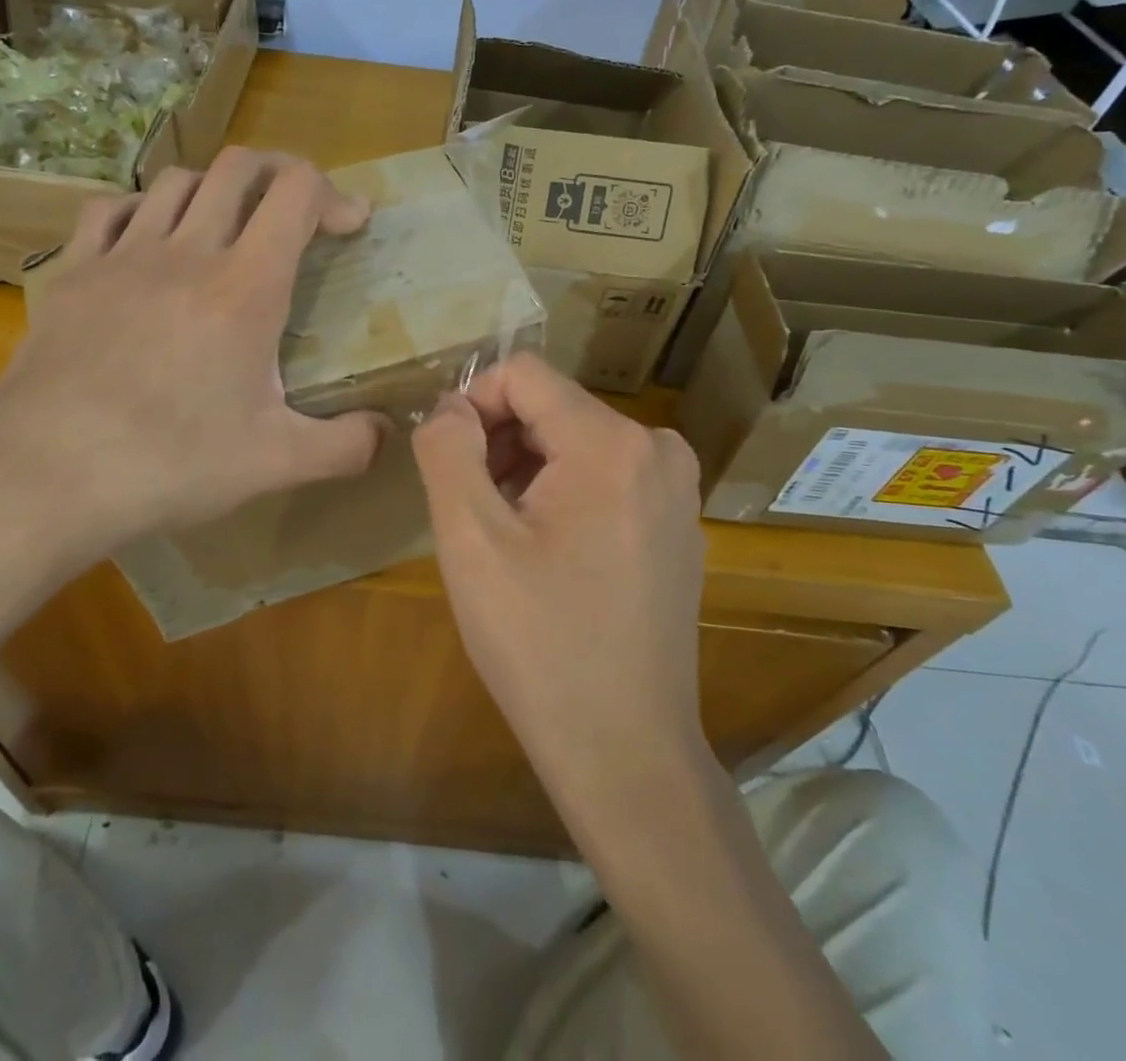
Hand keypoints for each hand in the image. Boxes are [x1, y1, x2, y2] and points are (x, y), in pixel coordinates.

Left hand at [0, 149, 389, 629]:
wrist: (45, 477)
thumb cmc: (170, 465)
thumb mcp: (275, 463)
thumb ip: (345, 445)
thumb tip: (388, 433)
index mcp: (245, 287)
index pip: (296, 192)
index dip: (333, 194)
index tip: (350, 227)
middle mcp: (187, 251)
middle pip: (239, 167)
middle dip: (280, 174)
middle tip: (297, 214)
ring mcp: (122, 256)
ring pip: (176, 180)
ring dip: (216, 190)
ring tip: (228, 228)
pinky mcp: (72, 273)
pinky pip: (109, 209)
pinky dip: (142, 209)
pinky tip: (147, 242)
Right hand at [411, 354, 710, 796]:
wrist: (626, 751)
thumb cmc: (539, 643)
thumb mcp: (470, 539)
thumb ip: (447, 449)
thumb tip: (450, 407)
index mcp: (611, 443)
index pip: (524, 374)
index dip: (472, 404)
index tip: (447, 462)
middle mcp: (657, 448)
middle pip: (551, 407)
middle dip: (499, 443)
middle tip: (471, 513)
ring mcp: (677, 488)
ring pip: (575, 441)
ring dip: (526, 471)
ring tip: (504, 540)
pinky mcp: (677, 523)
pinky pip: (605, 476)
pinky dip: (563, 494)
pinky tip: (546, 556)